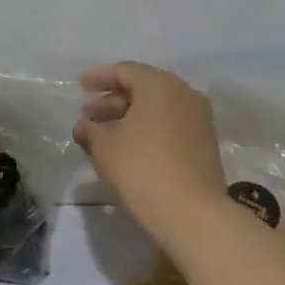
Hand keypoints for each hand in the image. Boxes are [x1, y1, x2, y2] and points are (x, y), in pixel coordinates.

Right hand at [73, 62, 225, 238]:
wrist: (192, 214)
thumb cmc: (141, 169)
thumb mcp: (104, 147)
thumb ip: (90, 130)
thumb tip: (85, 126)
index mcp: (160, 85)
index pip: (124, 71)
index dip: (99, 77)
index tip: (79, 86)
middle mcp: (184, 94)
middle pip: (142, 88)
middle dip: (112, 101)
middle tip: (88, 118)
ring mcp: (199, 119)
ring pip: (157, 109)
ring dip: (128, 118)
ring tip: (103, 137)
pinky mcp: (205, 144)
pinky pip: (169, 125)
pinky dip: (147, 130)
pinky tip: (128, 149)